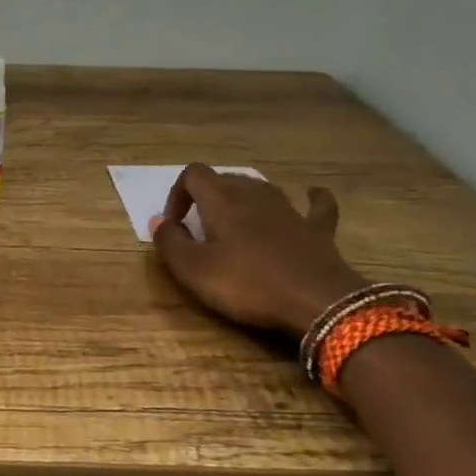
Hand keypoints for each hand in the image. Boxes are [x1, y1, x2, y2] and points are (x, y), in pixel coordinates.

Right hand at [151, 165, 369, 337]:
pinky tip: (310, 196)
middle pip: (226, 178)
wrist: (317, 301)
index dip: (177, 194)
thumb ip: (170, 242)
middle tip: (199, 227)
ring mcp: (290, 209)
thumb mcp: (193, 270)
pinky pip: (315, 205)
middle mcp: (255, 195)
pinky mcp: (317, 228)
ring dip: (245, 197)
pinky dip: (310, 199)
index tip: (175, 224)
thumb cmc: (247, 284)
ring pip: (262, 188)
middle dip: (207, 196)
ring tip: (235, 220)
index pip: (193, 174)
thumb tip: (158, 221)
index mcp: (221, 200)